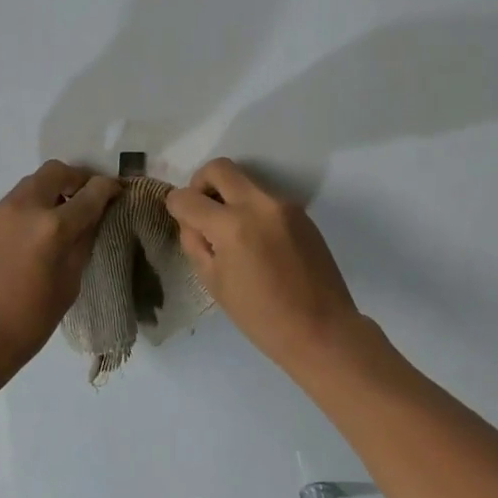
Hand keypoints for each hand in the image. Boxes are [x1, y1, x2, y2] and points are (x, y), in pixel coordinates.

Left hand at [0, 160, 119, 388]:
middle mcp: (24, 208)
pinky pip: (12, 204)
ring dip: (50, 192)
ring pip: (30, 184)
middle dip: (76, 180)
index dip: (108, 189)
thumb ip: (81, 246)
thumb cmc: (27, 323)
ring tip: (60, 218)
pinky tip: (32, 236)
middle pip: (55, 172)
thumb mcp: (68, 286)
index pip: (89, 194)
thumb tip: (91, 221)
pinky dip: (29, 208)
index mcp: (52, 227)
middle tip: (86, 199)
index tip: (116, 191)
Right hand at [166, 158, 360, 365]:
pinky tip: (257, 243)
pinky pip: (266, 200)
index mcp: (232, 226)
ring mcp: (284, 206)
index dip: (175, 205)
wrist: (322, 329)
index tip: (178, 215)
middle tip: (201, 208)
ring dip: (230, 197)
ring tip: (231, 233)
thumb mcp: (213, 283)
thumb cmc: (260, 316)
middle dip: (201, 182)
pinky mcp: (301, 213)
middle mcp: (258, 205)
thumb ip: (196, 243)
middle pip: (220, 168)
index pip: (188, 198)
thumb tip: (192, 221)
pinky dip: (252, 210)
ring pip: (245, 182)